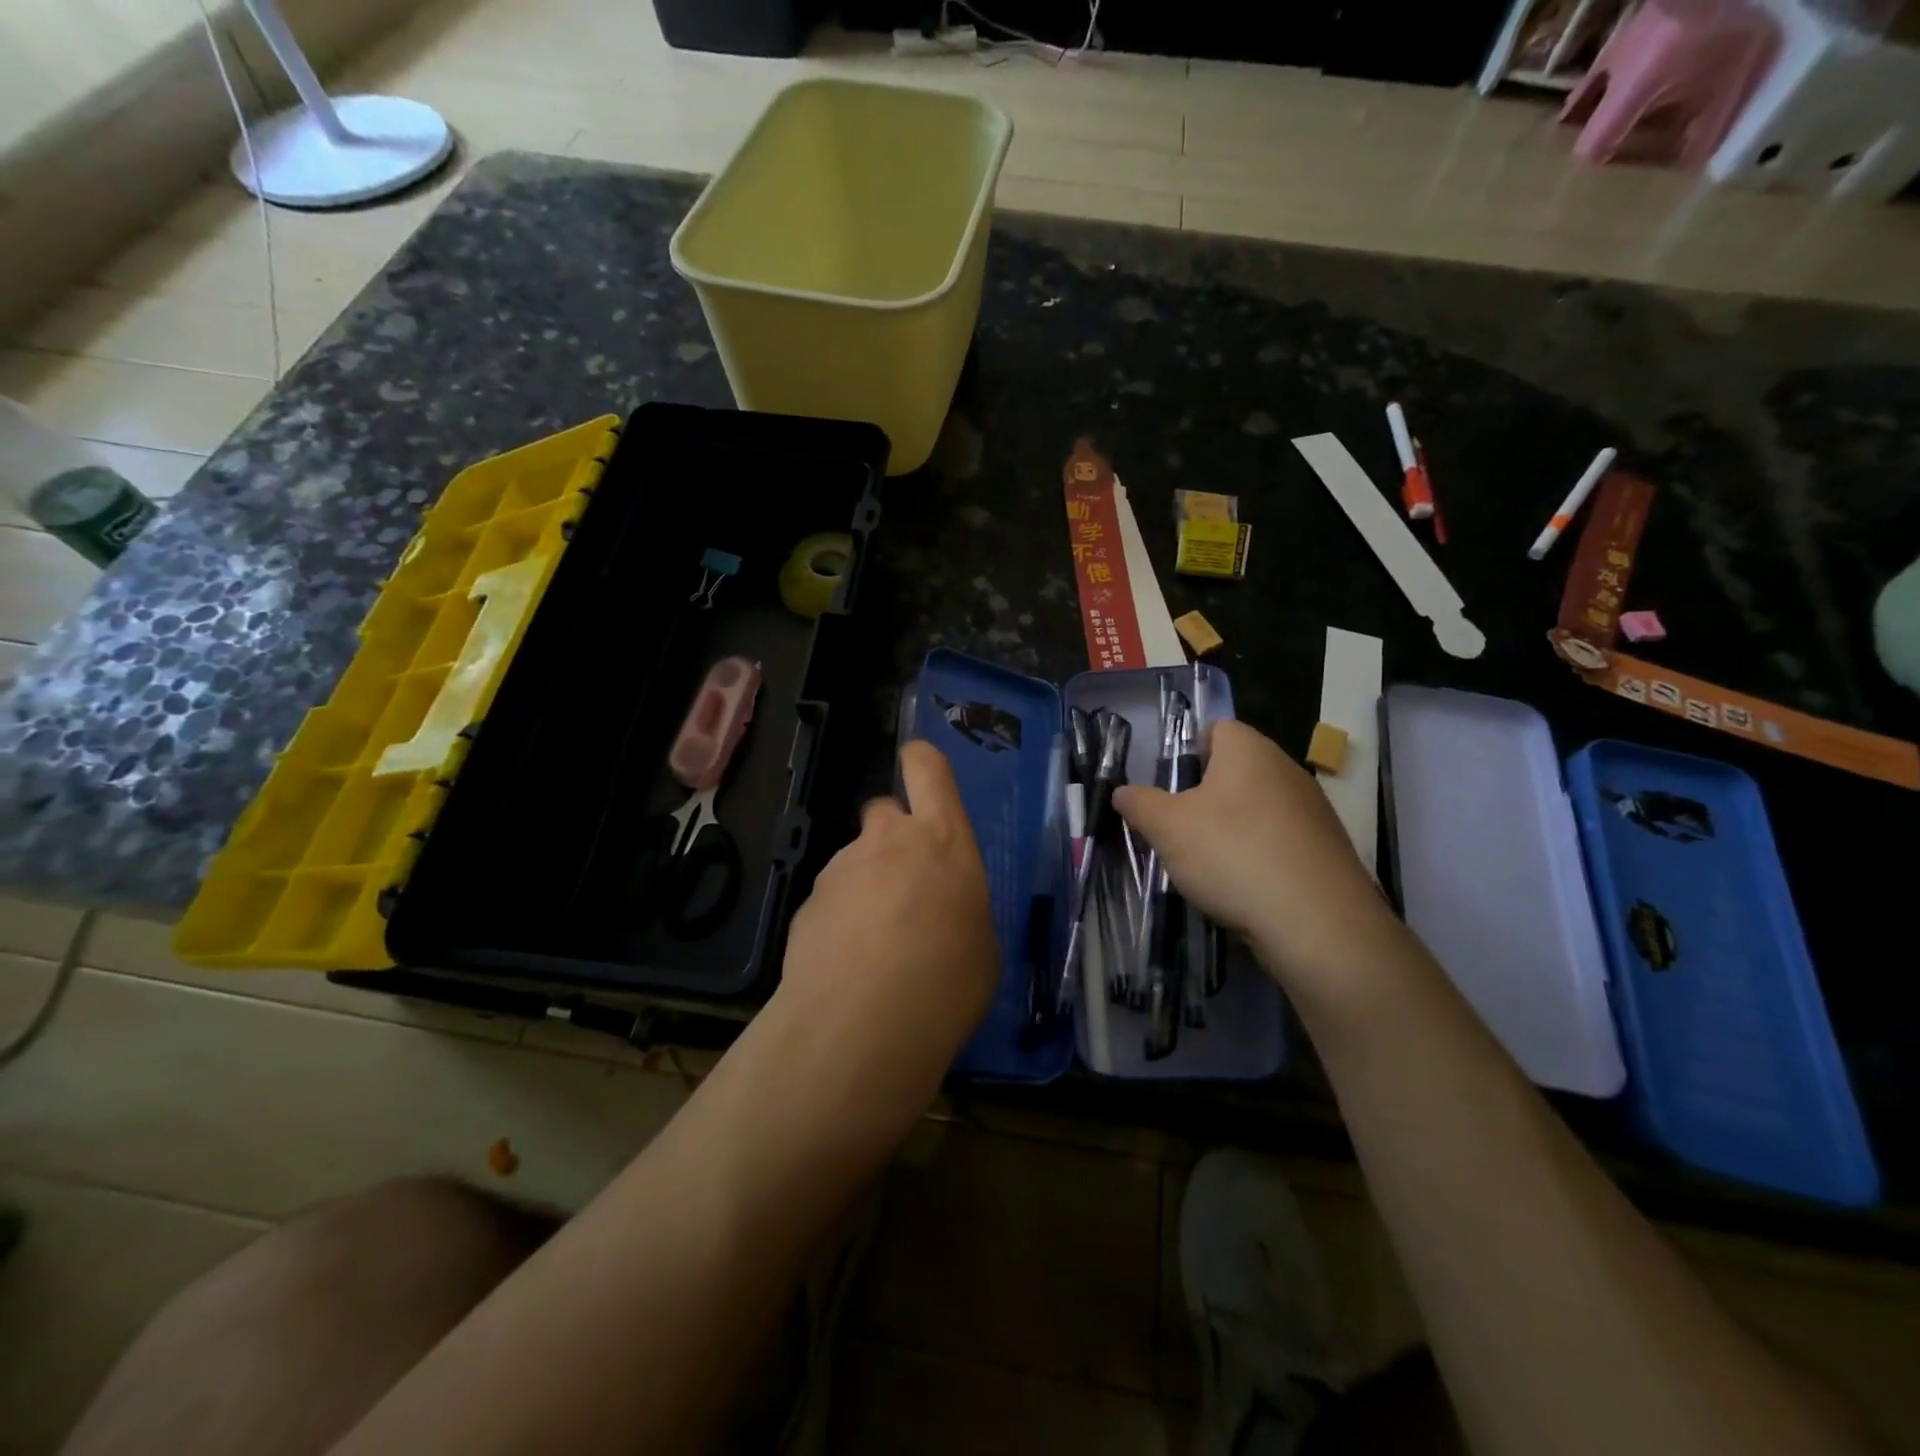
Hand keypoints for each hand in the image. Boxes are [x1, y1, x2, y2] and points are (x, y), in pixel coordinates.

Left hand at [774, 740, 998, 1125]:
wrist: (860, 1025)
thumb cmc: (946, 981)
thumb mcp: (980, 946)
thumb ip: (959, 908)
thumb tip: (942, 914)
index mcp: (942, 839)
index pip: (927, 768)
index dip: (921, 761)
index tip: (918, 768)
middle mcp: (887, 840)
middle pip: (884, 811)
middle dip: (892, 837)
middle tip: (904, 885)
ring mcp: (840, 870)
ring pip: (855, 860)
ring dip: (866, 886)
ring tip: (876, 946)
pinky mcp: (806, 905)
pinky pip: (831, 900)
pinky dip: (840, 920)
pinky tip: (847, 966)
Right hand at [1113, 720, 1407, 1010]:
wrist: (1315, 922)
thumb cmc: (1231, 853)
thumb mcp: (1166, 827)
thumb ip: (1139, 804)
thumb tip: (1122, 792)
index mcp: (1249, 750)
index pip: (1216, 729)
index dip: (1187, 751)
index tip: (1168, 786)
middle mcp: (1286, 769)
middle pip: (1236, 771)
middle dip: (1204, 795)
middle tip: (1178, 827)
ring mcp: (1313, 810)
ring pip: (1258, 808)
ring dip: (1231, 828)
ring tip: (1207, 864)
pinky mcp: (1327, 850)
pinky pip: (1280, 841)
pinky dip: (1259, 856)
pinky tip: (1243, 886)